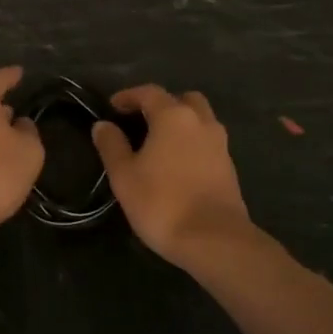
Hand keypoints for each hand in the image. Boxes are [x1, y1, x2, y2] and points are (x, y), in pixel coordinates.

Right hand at [92, 85, 253, 267]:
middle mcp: (200, 121)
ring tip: (160, 143)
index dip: (128, 96)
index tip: (112, 107)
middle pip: (182, 99)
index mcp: (173, 116)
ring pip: (200, 119)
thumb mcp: (124, 175)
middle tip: (142, 121)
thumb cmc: (162, 202)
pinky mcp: (229, 167)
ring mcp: (219, 143)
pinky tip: (178, 163)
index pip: (149, 92)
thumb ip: (112, 145)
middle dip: (162, 104)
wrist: (214, 240)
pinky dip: (193, 142)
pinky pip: (208, 141)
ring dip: (181, 123)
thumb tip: (103, 125)